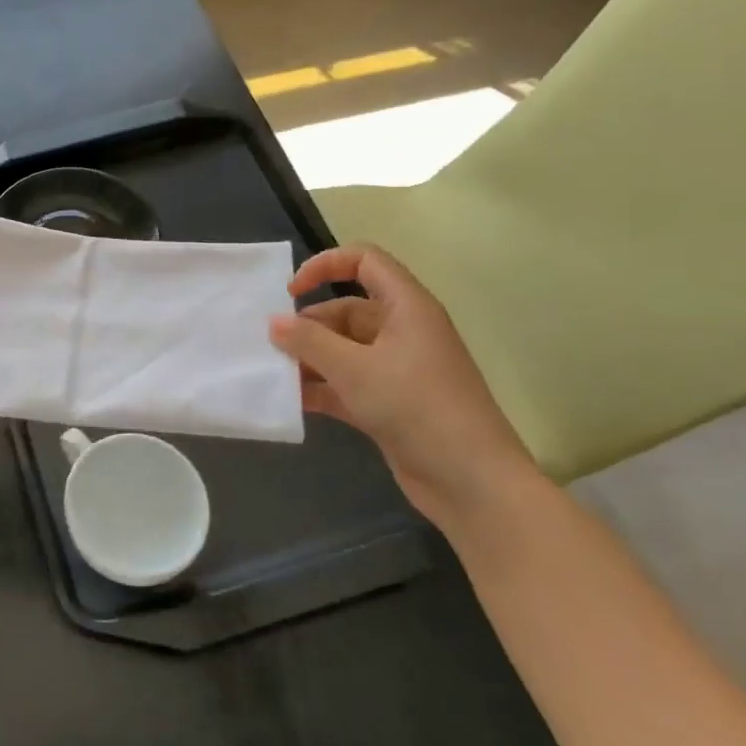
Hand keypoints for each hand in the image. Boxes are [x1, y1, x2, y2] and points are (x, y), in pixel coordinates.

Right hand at [269, 244, 539, 529]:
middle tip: (273, 346)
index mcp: (406, 308)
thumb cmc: (416, 408)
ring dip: (310, 359)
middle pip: (346, 310)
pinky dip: (321, 388)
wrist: (472, 483)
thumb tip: (274, 322)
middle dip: (308, 326)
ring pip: (343, 349)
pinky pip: (347, 383)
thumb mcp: (355, 369)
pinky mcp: (390, 403)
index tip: (291, 292)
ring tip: (275, 374)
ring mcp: (398, 369)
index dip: (325, 266)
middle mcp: (403, 332)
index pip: (365, 262)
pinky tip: (292, 401)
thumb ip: (309, 342)